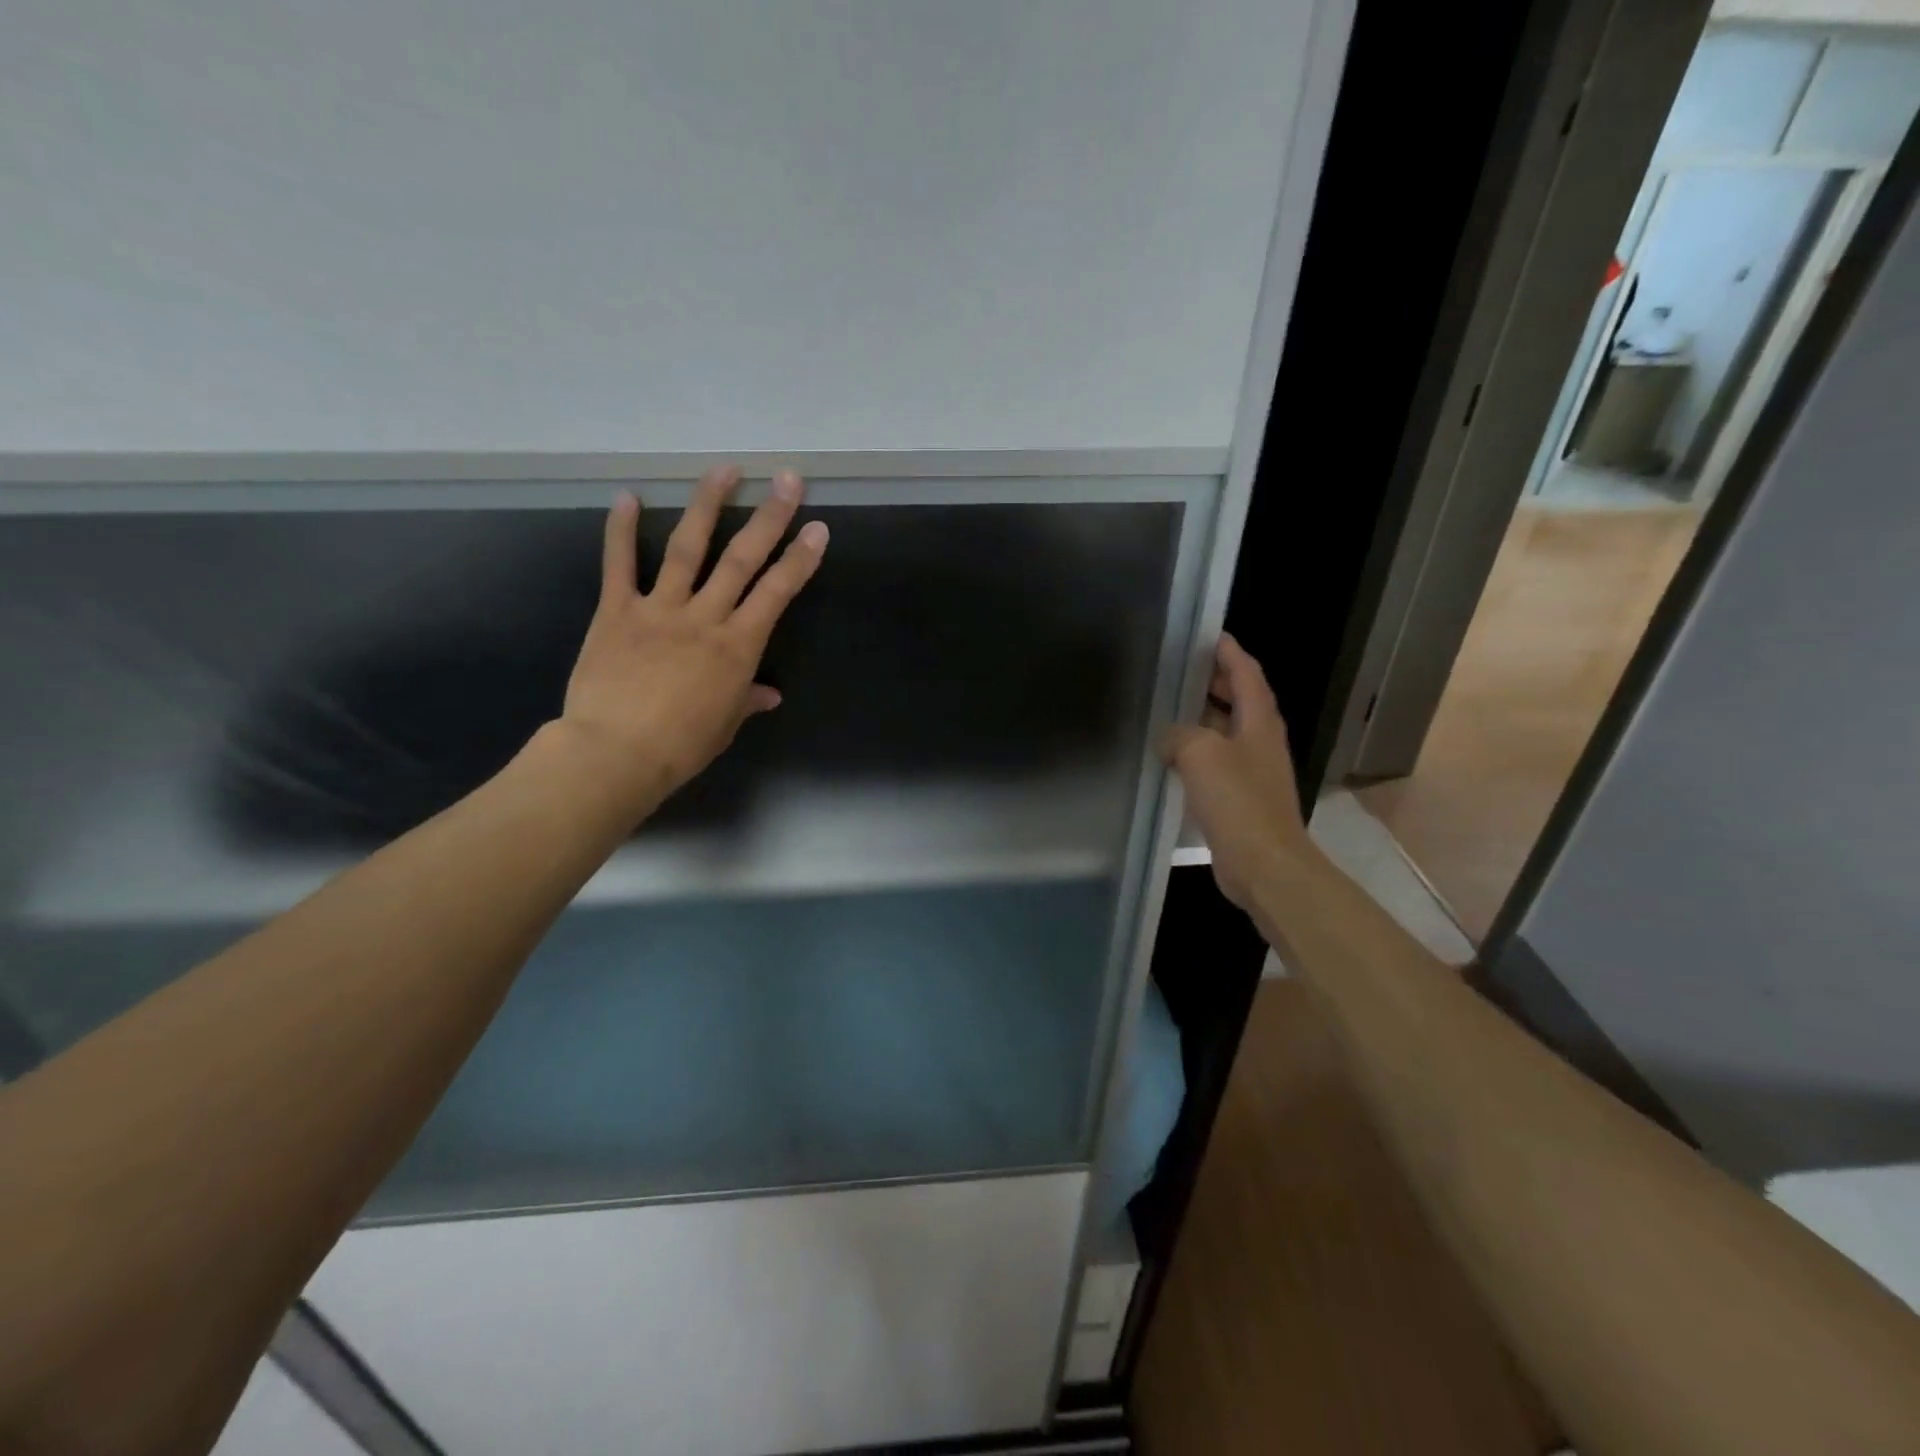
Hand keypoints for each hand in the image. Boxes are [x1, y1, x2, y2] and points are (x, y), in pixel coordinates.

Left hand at [557, 465, 827, 823]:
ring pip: (687, 547)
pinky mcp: (616, 611)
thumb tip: (768, 694)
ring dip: (707, 505)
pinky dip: (620, 529)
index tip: (817, 528)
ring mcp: (659, 608)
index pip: (777, 593)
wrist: (616, 752)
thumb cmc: (681, 745)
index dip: (800, 559)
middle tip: (787, 479)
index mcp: (737, 646)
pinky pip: (618, 564)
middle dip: (769, 517)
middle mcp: (704, 617)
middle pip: (741, 558)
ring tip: (724, 469)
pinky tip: (627, 496)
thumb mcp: (725, 725)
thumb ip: (746, 699)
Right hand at [1162, 634, 1309, 909]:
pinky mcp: (1241, 798)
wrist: (1264, 863)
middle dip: (1214, 682)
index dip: (1229, 652)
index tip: (1207, 634)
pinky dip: (1196, 752)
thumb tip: (1169, 738)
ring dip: (1202, 717)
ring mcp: (1253, 770)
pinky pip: (1216, 763)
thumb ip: (1179, 735)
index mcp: (1259, 721)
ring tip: (1168, 708)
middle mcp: (1261, 740)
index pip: (1247, 673)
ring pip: (1226, 732)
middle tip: (1180, 670)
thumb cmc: (1238, 801)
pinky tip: (1171, 758)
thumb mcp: (1201, 753)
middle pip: (1240, 699)